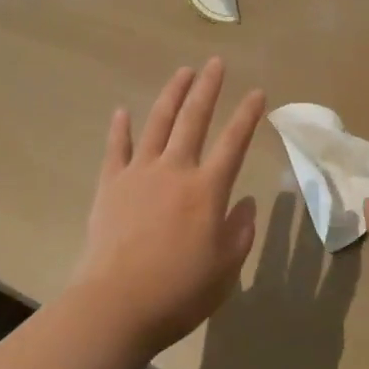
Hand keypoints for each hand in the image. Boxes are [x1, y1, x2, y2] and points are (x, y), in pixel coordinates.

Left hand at [74, 59, 264, 356]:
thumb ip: (240, 231)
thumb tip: (245, 203)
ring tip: (182, 72)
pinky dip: (120, 129)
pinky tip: (122, 111)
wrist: (117, 305)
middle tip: (215, 63)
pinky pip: (116, 149)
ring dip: (171, 95)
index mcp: (208, 189)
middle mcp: (175, 170)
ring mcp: (139, 174)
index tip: (258, 93)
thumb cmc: (180, 291)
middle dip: (207, 88)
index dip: (248, 115)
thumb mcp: (226, 268)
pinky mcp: (110, 186)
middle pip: (193, 119)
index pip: (234, 142)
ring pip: (157, 124)